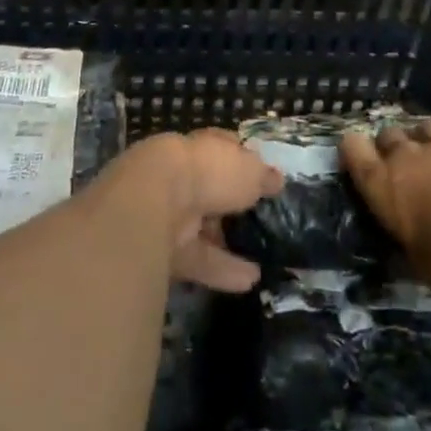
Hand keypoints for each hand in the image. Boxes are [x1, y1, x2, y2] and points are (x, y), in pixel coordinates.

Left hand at [112, 130, 282, 292]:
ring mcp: (168, 211)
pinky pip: (196, 258)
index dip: (242, 160)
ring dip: (228, 245)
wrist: (154, 201)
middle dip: (231, 206)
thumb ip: (263, 176)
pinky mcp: (161, 247)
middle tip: (260, 222)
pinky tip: (249, 281)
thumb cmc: (208, 172)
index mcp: (200, 148)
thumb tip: (277, 179)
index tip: (262, 175)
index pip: (222, 148)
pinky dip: (221, 270)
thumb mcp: (249, 170)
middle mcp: (182, 175)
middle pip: (210, 191)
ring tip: (262, 262)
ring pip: (202, 229)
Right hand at [341, 120, 430, 288]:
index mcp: (382, 182)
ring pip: (424, 126)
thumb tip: (397, 259)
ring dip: (424, 139)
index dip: (353, 151)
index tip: (358, 162)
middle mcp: (406, 155)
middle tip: (400, 166)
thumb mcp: (420, 267)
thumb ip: (405, 253)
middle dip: (390, 145)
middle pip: (387, 133)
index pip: (351, 148)